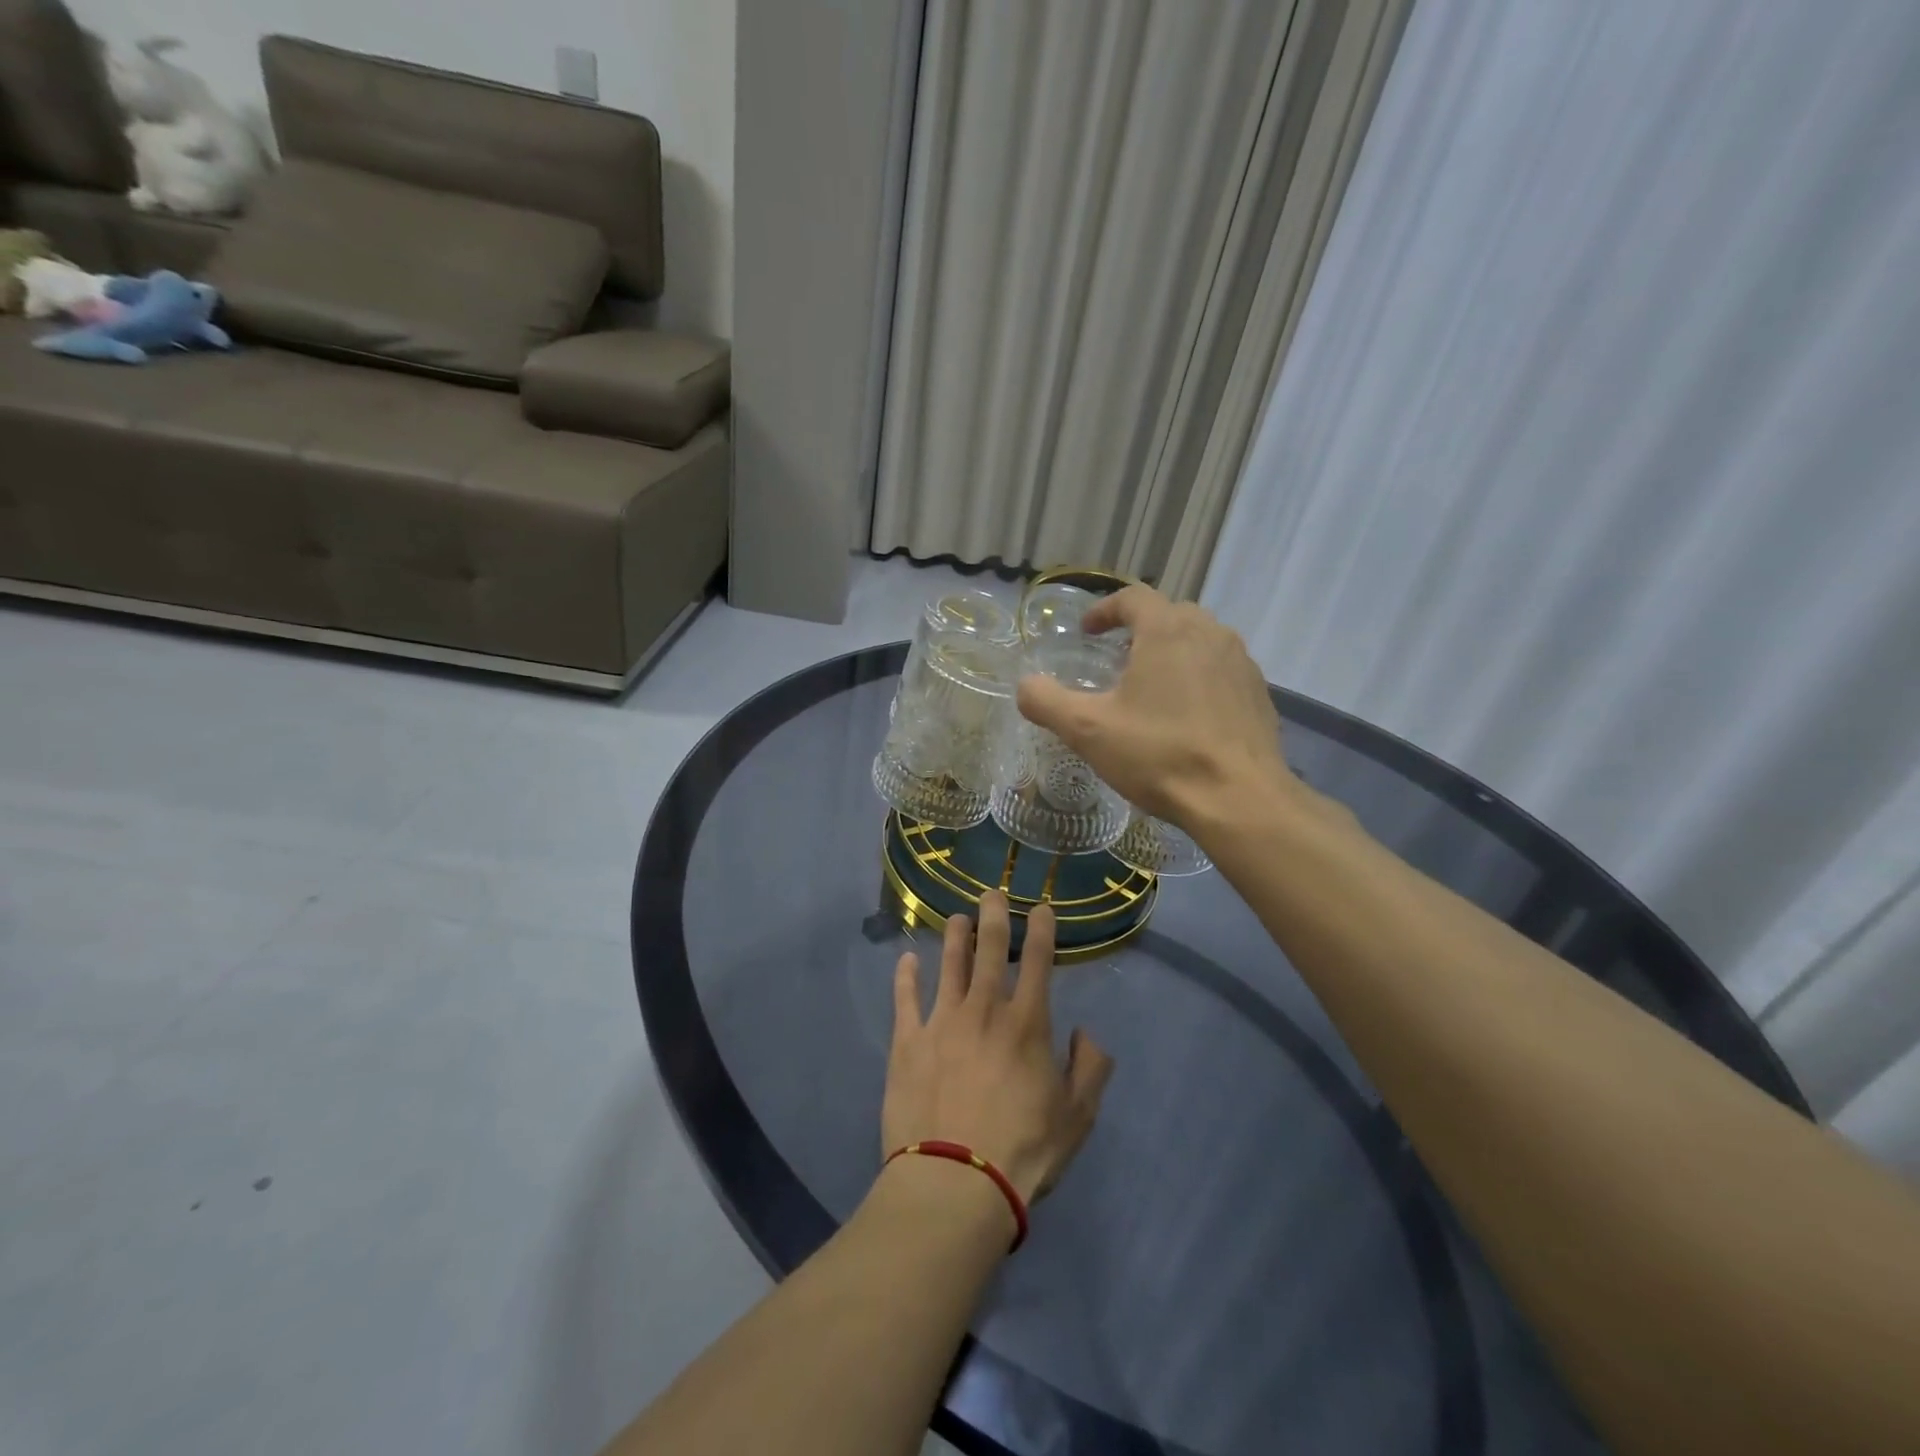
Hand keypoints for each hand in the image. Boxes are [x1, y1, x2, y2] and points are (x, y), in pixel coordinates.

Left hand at [883, 893, 1113, 1204]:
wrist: (954, 1183)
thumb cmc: (1023, 1150)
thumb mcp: (1077, 1117)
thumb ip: (1091, 1068)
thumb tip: (1085, 1033)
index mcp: (1027, 1023)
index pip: (1038, 962)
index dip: (1041, 929)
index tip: (1040, 908)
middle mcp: (984, 1009)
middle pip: (989, 949)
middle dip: (994, 915)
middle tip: (992, 893)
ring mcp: (942, 1021)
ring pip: (949, 964)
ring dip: (955, 936)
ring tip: (958, 917)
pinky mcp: (907, 1041)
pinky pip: (905, 998)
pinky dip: (906, 976)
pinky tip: (907, 959)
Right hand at [1016, 585, 1293, 826]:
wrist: (1239, 798)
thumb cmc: (1159, 754)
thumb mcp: (1087, 730)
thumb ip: (1047, 701)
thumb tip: (1024, 686)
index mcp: (1168, 630)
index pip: (1133, 597)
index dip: (1105, 610)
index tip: (1088, 632)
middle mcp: (1210, 633)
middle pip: (1170, 615)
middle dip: (1140, 630)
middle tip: (1117, 659)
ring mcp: (1241, 663)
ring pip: (1200, 641)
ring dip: (1172, 653)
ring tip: (1151, 687)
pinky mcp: (1259, 693)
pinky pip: (1222, 671)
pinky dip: (1199, 679)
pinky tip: (1187, 716)